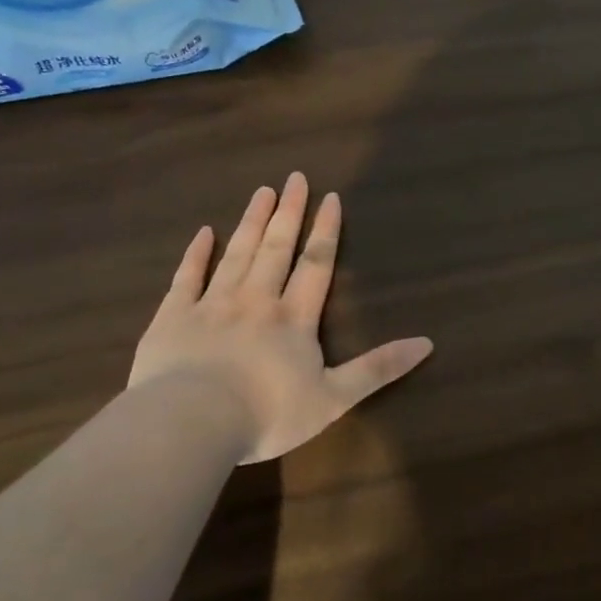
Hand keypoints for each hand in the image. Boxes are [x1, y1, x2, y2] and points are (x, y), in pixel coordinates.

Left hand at [129, 173, 433, 463]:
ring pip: (236, 254)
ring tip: (262, 192)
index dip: (325, 230)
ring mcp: (211, 305)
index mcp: (294, 318)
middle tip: (295, 177)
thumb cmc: (267, 413)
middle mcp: (256, 300)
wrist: (190, 423)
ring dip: (251, 222)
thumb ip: (378, 368)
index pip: (315, 264)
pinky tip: (203, 233)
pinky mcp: (173, 318)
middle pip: (276, 248)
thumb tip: (427, 343)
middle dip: (288, 212)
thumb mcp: (334, 398)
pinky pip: (186, 277)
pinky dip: (195, 254)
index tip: (330, 197)